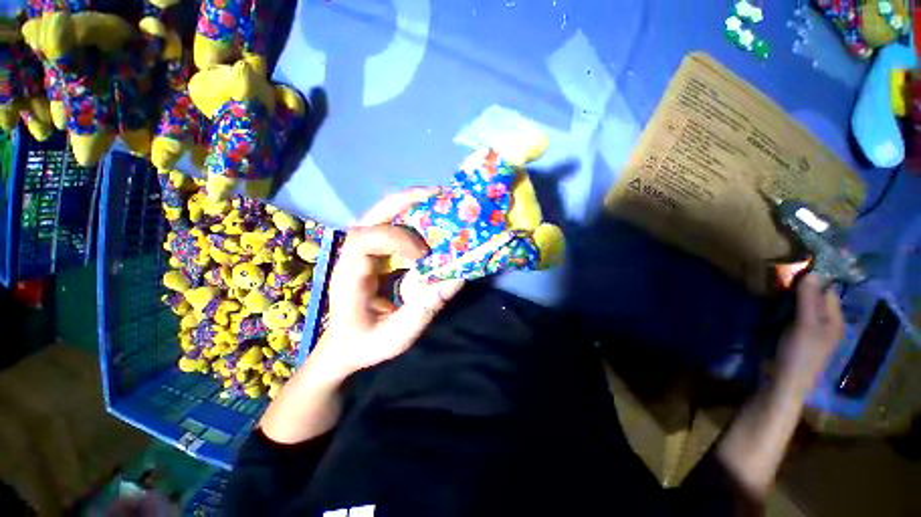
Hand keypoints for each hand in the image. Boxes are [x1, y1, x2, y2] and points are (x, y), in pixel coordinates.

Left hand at [310, 189, 464, 378]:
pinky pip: (393, 226)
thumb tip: (456, 278)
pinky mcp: (375, 253)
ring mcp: (362, 251)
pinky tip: (431, 219)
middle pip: (372, 216)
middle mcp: (352, 256)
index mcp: (348, 276)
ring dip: (411, 205)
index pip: (364, 239)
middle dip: (405, 202)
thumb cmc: (366, 343)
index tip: (422, 256)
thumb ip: (424, 308)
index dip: (396, 239)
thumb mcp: (397, 335)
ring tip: (438, 199)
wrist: (344, 346)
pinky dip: (413, 217)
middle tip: (436, 195)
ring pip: (383, 215)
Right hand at [775, 273, 844, 393]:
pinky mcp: (796, 336)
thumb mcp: (804, 325)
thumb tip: (813, 271)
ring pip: (804, 306)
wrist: (785, 381)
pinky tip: (775, 305)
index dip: (815, 279)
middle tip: (782, 275)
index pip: (828, 291)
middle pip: (816, 298)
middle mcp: (826, 323)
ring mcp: (811, 331)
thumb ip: (808, 299)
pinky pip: (795, 315)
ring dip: (793, 297)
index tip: (796, 266)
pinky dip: (787, 307)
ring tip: (776, 286)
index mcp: (834, 320)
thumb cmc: (799, 353)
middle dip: (802, 287)